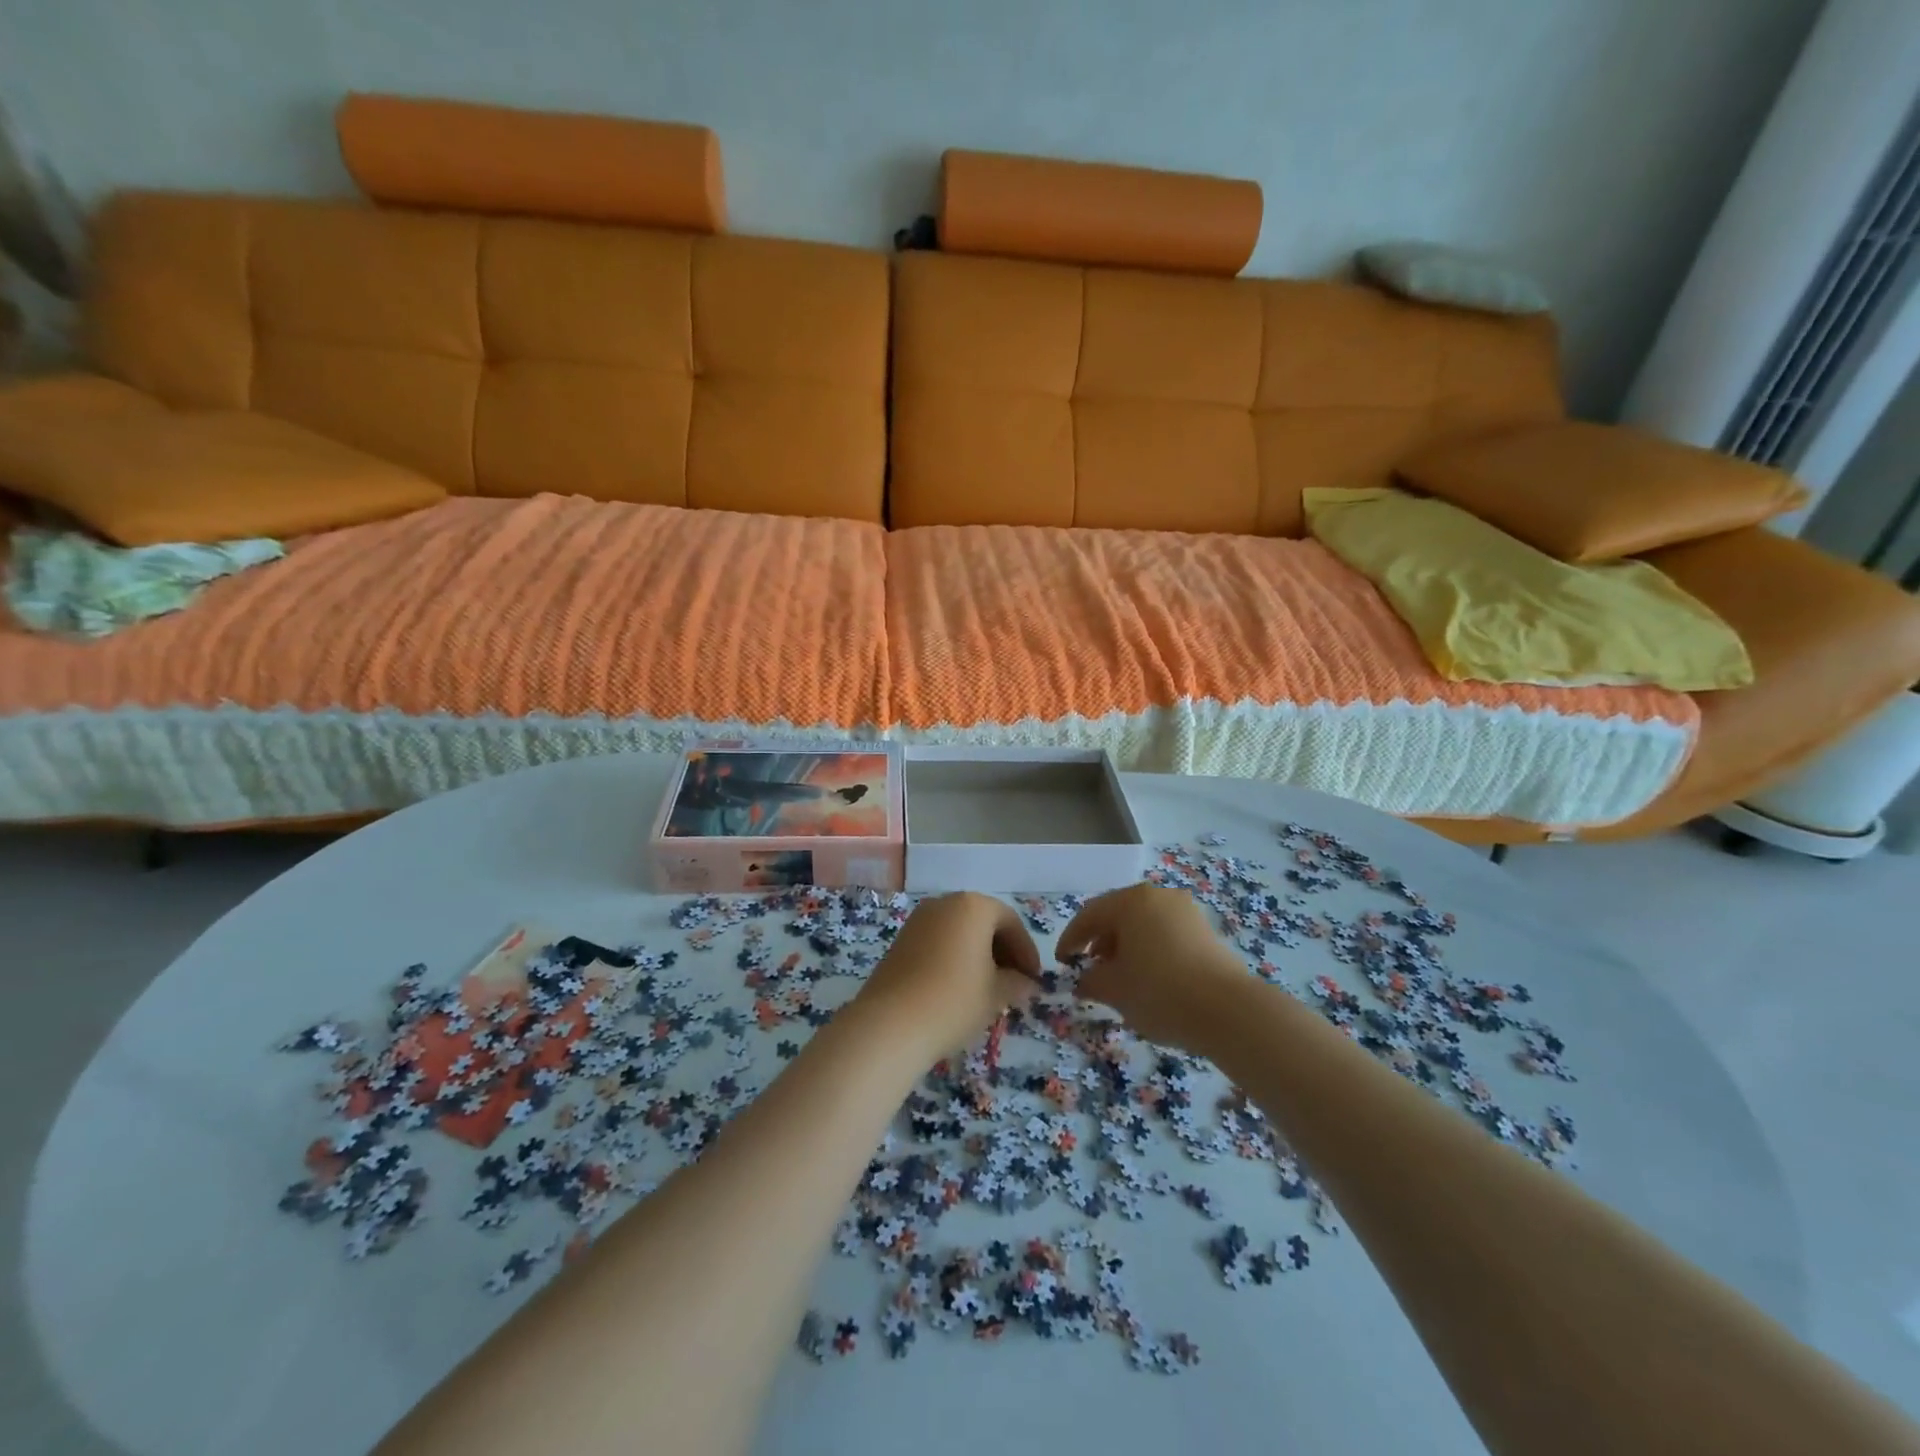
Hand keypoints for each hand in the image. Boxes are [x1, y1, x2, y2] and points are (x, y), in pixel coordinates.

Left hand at [856, 893, 1040, 1058]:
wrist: (891, 1024)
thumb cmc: (954, 1000)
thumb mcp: (996, 994)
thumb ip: (1017, 983)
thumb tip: (1026, 984)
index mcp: (973, 906)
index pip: (1010, 922)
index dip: (1026, 951)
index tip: (1034, 979)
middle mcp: (944, 903)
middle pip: (983, 922)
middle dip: (1003, 951)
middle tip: (1015, 983)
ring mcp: (919, 920)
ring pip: (959, 932)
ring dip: (978, 955)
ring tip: (988, 988)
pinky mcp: (901, 940)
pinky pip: (938, 942)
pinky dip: (955, 958)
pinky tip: (959, 988)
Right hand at [1056, 883, 1248, 1054]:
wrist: (1228, 1011)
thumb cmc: (1159, 992)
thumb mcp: (1114, 989)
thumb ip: (1090, 980)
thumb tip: (1084, 980)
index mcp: (1131, 901)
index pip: (1089, 915)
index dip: (1070, 940)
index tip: (1061, 963)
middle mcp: (1158, 897)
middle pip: (1118, 915)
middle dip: (1099, 942)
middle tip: (1089, 969)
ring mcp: (1185, 912)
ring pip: (1143, 925)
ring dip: (1125, 947)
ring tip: (1120, 978)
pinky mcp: (1206, 931)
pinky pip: (1165, 934)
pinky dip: (1150, 951)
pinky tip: (1149, 979)